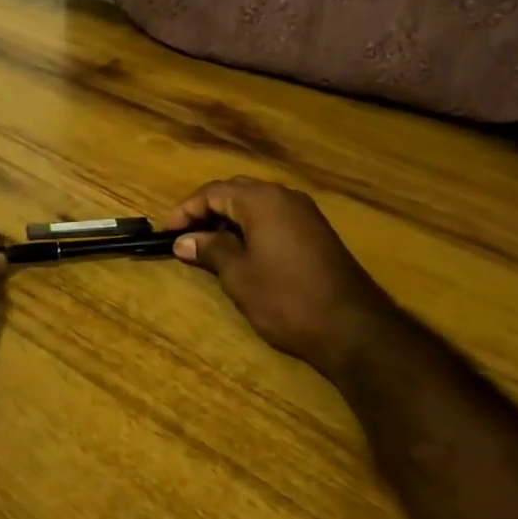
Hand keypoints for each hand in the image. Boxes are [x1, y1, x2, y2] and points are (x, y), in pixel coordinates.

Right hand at [165, 178, 403, 376]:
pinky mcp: (316, 232)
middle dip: (207, 211)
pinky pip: (274, 217)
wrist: (352, 326)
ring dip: (230, 220)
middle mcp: (284, 196)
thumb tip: (184, 240)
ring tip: (208, 246)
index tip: (165, 232)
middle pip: (235, 192)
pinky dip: (252, 228)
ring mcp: (304, 213)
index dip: (185, 210)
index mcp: (262, 200)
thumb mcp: (239, 275)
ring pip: (256, 204)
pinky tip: (242, 252)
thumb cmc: (286, 299)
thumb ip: (210, 250)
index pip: (213, 192)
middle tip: (184, 236)